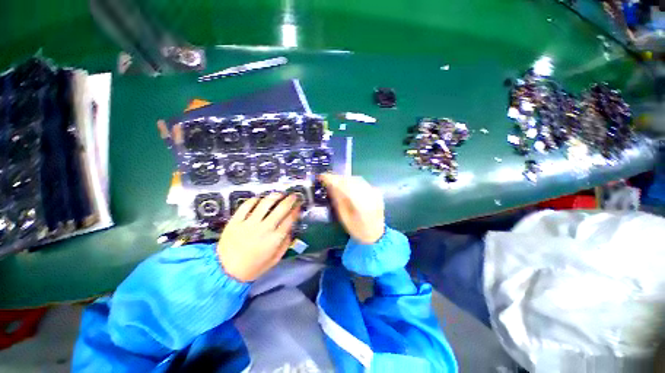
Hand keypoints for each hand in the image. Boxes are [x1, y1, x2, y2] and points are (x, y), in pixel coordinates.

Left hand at [217, 193, 300, 281]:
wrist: (226, 272)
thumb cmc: (253, 267)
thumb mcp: (275, 259)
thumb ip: (285, 244)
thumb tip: (291, 230)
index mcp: (275, 238)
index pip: (290, 219)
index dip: (296, 210)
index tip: (299, 206)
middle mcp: (264, 228)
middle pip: (281, 208)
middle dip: (290, 200)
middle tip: (293, 196)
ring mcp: (249, 223)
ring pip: (265, 203)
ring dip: (275, 196)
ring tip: (279, 194)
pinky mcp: (235, 221)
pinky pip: (246, 205)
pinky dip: (254, 200)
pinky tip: (259, 199)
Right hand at [319, 173, 384, 243]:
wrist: (377, 234)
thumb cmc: (358, 230)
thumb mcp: (345, 218)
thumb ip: (338, 201)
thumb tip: (330, 186)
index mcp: (362, 206)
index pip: (345, 187)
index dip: (333, 180)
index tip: (322, 176)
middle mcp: (370, 196)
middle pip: (351, 181)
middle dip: (337, 178)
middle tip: (326, 178)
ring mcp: (375, 192)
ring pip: (357, 179)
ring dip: (344, 178)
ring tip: (333, 180)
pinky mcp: (376, 191)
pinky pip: (362, 182)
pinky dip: (351, 180)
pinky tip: (345, 183)